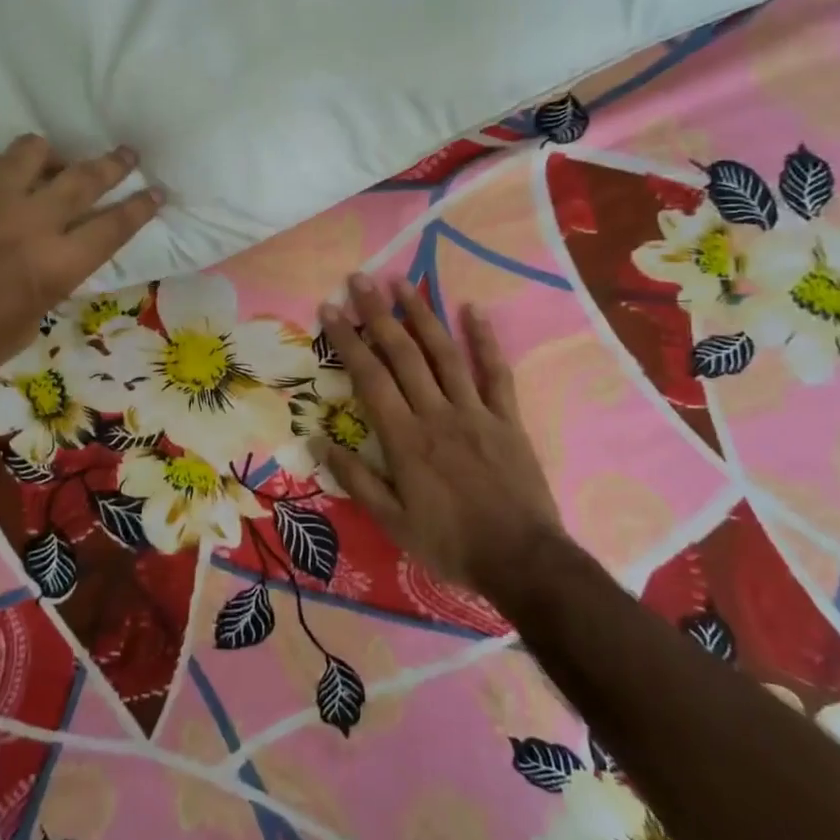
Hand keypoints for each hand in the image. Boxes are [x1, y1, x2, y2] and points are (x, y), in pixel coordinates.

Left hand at [0, 135, 161, 415]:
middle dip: (114, 165)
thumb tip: (59, 255)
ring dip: (54, 157)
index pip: (114, 225)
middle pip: (84, 178)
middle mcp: (29, 223)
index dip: (141, 206)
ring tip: (55, 165)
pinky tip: (4, 180)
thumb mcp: (28, 322)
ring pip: (35, 152)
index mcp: (55, 266)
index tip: (156, 191)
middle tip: (128, 154)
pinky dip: (7, 166)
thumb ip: (51, 280)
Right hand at [320, 273, 563, 596]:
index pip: (370, 377)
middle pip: (403, 353)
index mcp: (405, 438)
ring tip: (403, 282)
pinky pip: (496, 373)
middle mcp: (437, 413)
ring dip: (423, 314)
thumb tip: (317, 440)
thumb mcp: (392, 522)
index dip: (348, 340)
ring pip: (445, 353)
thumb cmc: (451, 543)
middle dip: (378, 313)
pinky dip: (485, 340)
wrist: (522, 560)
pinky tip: (473, 310)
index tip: (330, 309)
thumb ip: (356, 478)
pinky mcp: (506, 418)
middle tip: (360, 279)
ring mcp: (475, 412)